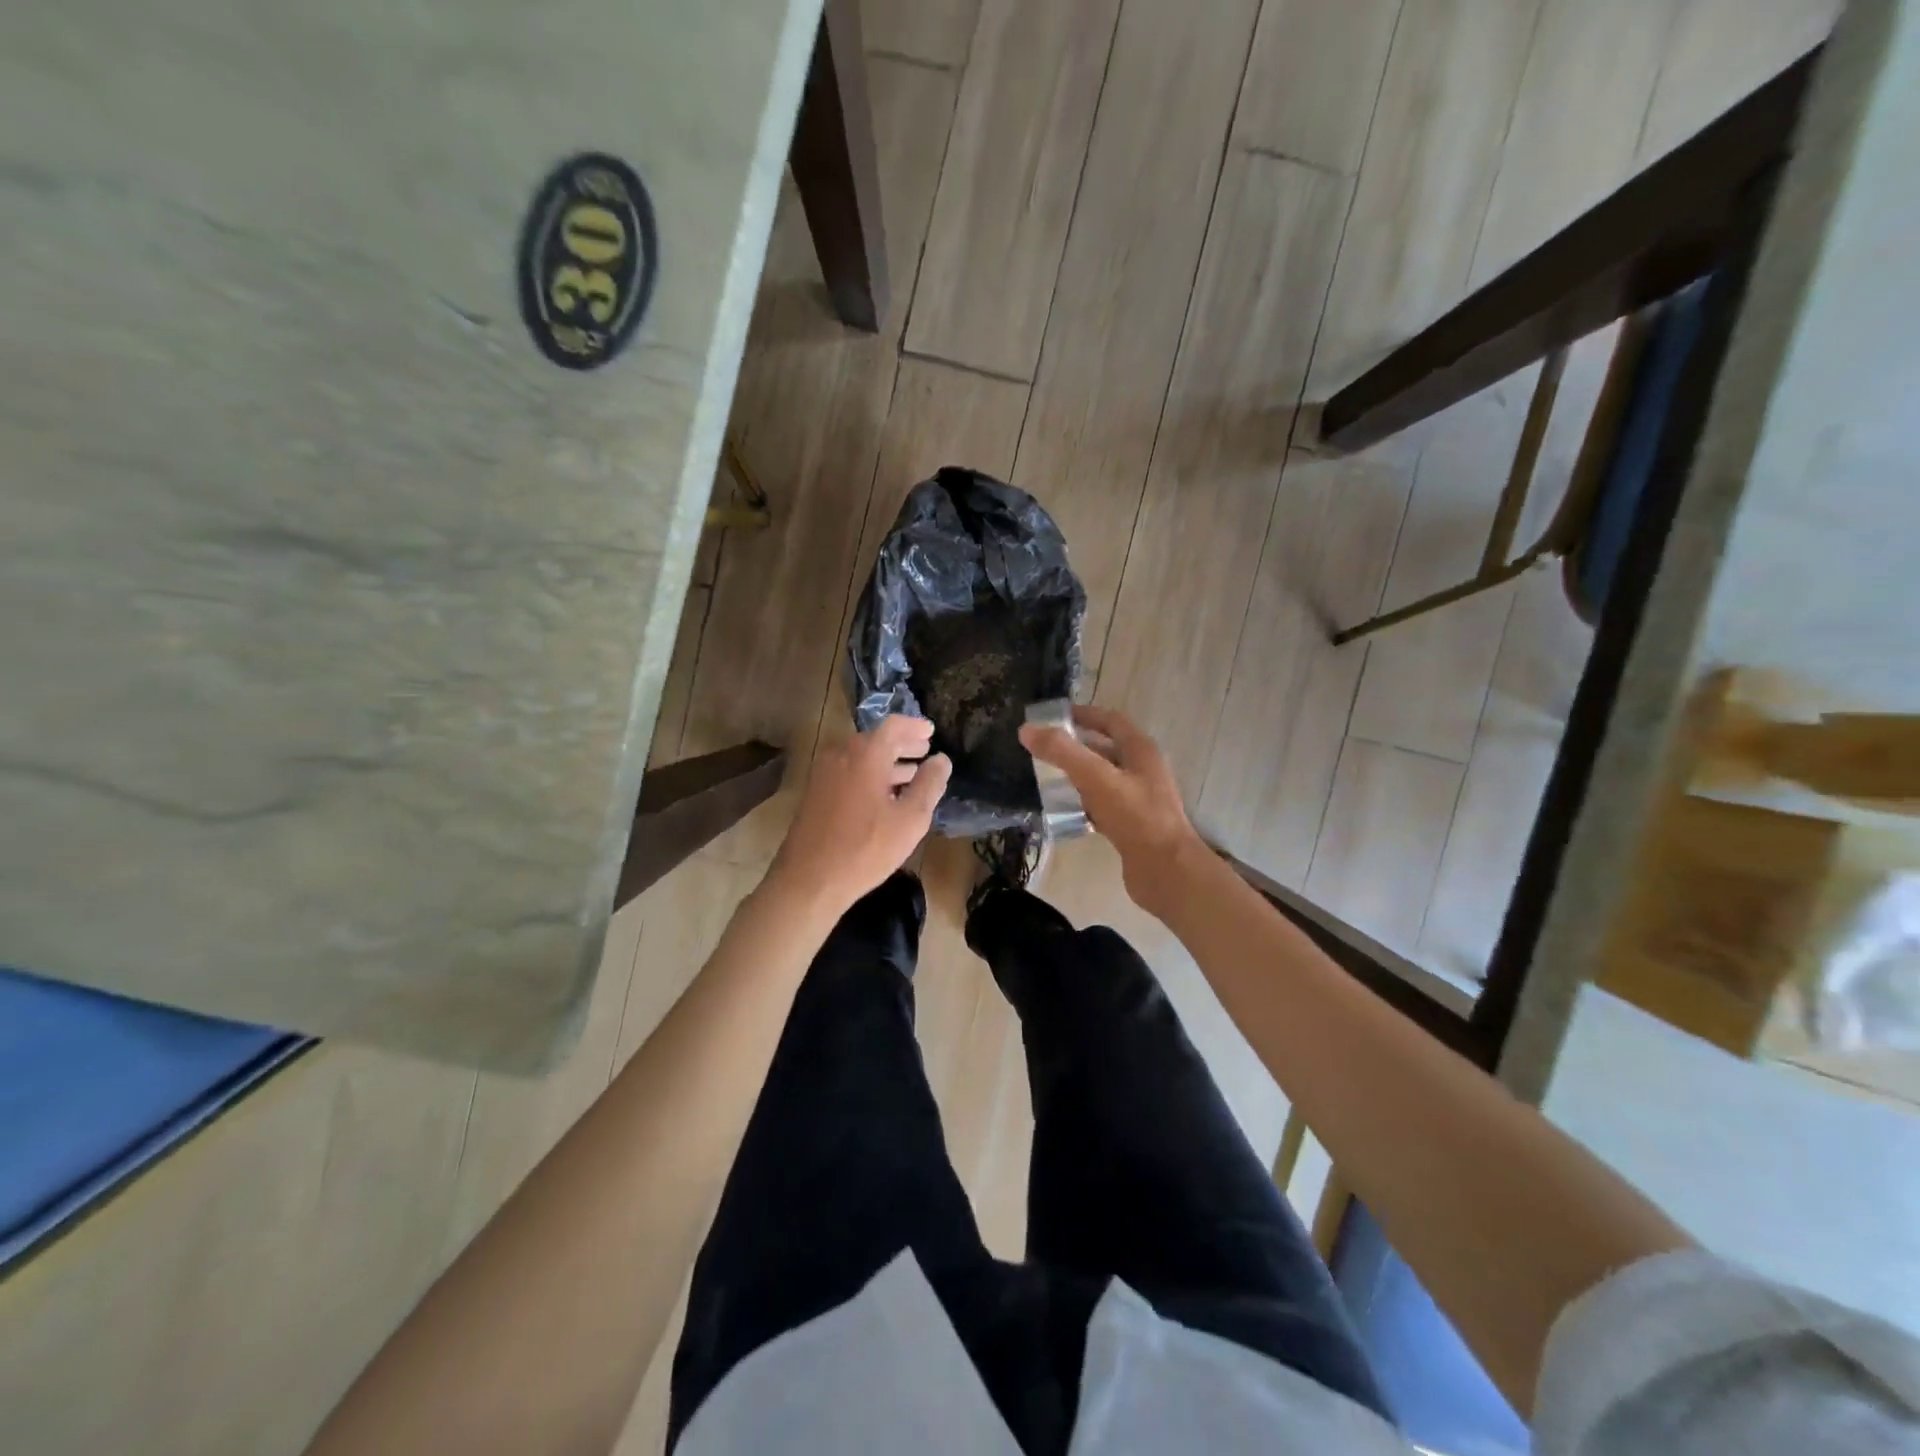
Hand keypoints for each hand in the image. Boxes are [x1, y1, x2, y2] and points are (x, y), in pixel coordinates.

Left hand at [769, 716, 951, 913]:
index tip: (932, 731)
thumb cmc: (865, 849)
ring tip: (910, 774)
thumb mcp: (910, 819)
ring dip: (887, 762)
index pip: (893, 726)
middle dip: (902, 744)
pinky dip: (870, 774)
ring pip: (861, 757)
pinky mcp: (815, 793)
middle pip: (875, 739)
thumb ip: (929, 785)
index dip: (915, 726)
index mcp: (865, 755)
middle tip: (924, 750)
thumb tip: (941, 760)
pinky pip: (848, 772)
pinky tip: (884, 796)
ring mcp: (824, 774)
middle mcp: (841, 755)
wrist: (809, 880)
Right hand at [1019, 704, 1203, 914]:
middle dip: (1076, 746)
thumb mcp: (1096, 778)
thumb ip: (1062, 752)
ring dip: (1078, 775)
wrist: (1167, 872)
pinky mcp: (1131, 826)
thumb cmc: (1136, 817)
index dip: (1084, 714)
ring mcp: (1138, 799)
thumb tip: (1027, 730)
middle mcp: (1142, 770)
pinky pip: (1103, 806)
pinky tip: (1064, 811)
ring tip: (1047, 778)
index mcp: (1140, 750)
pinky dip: (1083, 803)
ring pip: (1103, 779)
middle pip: (1106, 749)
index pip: (1110, 720)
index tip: (1053, 717)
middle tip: (1044, 749)